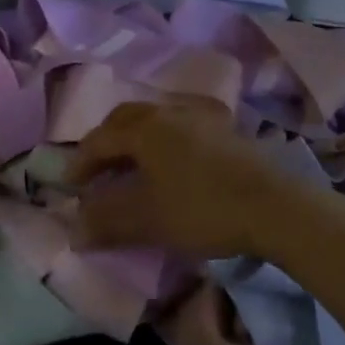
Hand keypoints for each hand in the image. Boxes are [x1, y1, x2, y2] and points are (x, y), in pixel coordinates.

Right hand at [65, 101, 313, 259]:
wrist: (274, 206)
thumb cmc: (202, 209)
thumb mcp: (148, 220)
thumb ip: (107, 223)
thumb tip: (74, 232)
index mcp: (146, 128)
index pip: (101, 139)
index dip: (81, 162)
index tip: (71, 187)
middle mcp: (170, 113)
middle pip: (126, 119)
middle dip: (106, 142)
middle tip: (97, 169)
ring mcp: (201, 118)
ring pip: (155, 120)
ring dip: (135, 141)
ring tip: (131, 168)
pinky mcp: (225, 131)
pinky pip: (179, 128)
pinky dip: (161, 143)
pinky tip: (169, 166)